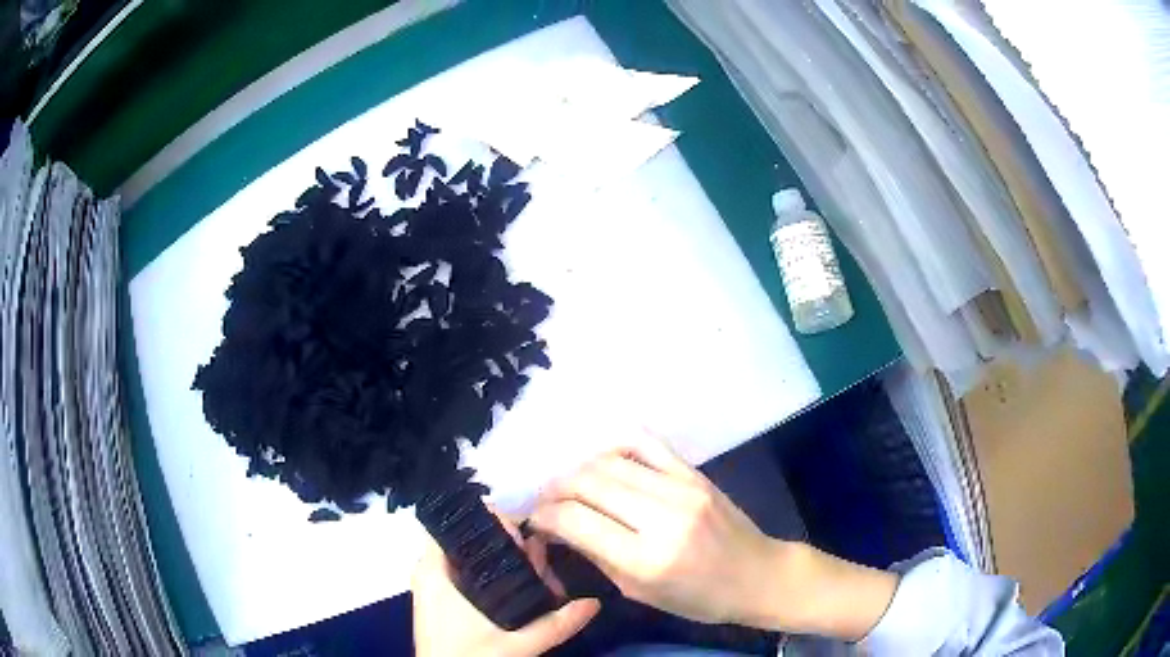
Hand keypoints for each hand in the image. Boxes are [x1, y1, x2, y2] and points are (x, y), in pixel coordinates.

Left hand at [411, 510, 599, 656]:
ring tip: (535, 571)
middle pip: (469, 538)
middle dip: (505, 544)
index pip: (459, 524)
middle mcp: (429, 571)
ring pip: (469, 556)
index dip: (494, 522)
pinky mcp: (440, 600)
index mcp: (434, 570)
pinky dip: (491, 574)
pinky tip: (518, 586)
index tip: (527, 536)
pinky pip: (466, 572)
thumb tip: (593, 603)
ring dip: (501, 560)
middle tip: (539, 558)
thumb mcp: (515, 646)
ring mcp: (433, 585)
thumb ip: (554, 625)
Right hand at [530, 437, 774, 625]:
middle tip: (546, 501)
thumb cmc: (697, 598)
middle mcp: (661, 517)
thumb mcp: (639, 592)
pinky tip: (603, 459)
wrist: (756, 574)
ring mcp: (681, 488)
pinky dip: (615, 445)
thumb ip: (596, 556)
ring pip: (609, 460)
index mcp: (645, 559)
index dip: (544, 516)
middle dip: (555, 490)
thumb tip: (557, 529)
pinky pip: (645, 442)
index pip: (575, 521)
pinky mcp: (694, 473)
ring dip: (578, 468)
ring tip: (570, 484)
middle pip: (587, 483)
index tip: (535, 520)